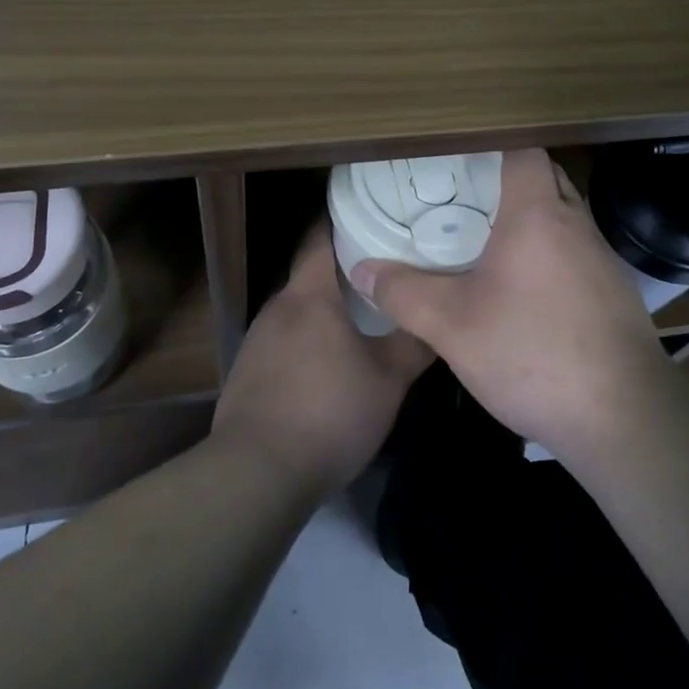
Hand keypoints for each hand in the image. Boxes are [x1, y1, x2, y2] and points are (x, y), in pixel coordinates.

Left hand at [211, 225, 432, 501]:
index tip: (373, 215)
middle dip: (343, 269)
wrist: (257, 473)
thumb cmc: (329, 412)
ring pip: (298, 309)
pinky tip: (326, 363)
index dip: (343, 220)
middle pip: (310, 273)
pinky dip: (306, 339)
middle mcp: (278, 306)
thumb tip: (441, 316)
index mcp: (309, 294)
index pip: (321, 236)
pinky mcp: (247, 371)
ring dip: (325, 308)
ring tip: (360, 315)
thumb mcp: (388, 380)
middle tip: (383, 270)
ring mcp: (257, 339)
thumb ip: (415, 343)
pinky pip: (284, 339)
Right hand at [351, 148, 672, 460]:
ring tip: (488, 238)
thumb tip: (362, 269)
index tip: (459, 159)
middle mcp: (576, 223)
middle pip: (545, 177)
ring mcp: (603, 258)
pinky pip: (577, 251)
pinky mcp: (615, 292)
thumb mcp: (452, 326)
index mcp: (538, 214)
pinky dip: (551, 252)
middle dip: (508, 179)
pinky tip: (526, 289)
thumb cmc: (533, 353)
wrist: (623, 418)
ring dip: (532, 217)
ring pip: (564, 215)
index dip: (493, 145)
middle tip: (464, 196)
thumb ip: (404, 293)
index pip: (524, 150)